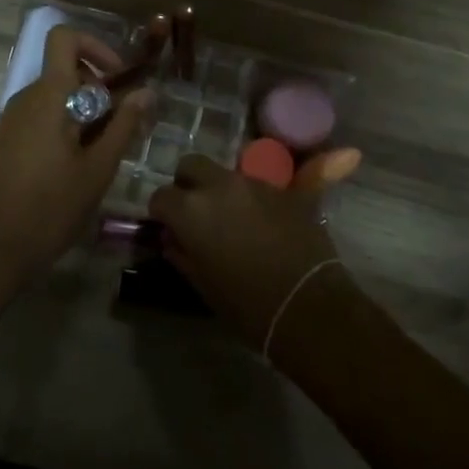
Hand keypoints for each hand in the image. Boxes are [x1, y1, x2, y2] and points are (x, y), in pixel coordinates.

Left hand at [0, 25, 152, 291]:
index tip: (118, 78)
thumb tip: (147, 91)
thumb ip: (124, 125)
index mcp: (48, 95)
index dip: (95, 46)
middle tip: (122, 123)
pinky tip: (79, 163)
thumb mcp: (97, 169)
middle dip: (99, 86)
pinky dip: (66, 123)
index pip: (64, 38)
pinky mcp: (7, 139)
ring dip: (85, 108)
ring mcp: (12, 118)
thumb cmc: (50, 208)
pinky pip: (42, 114)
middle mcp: (26, 97)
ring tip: (104, 149)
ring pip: (56, 94)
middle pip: (66, 69)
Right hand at [147, 153, 345, 355]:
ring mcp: (253, 182)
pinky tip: (260, 225)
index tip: (167, 228)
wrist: (308, 303)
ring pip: (225, 173)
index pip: (160, 196)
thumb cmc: (247, 304)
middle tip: (194, 212)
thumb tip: (172, 238)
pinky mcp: (283, 189)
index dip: (160, 213)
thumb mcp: (203, 284)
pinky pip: (257, 186)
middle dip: (187, 183)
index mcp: (191, 209)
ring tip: (231, 220)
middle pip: (191, 164)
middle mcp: (219, 185)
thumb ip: (181, 254)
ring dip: (220, 191)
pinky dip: (250, 200)